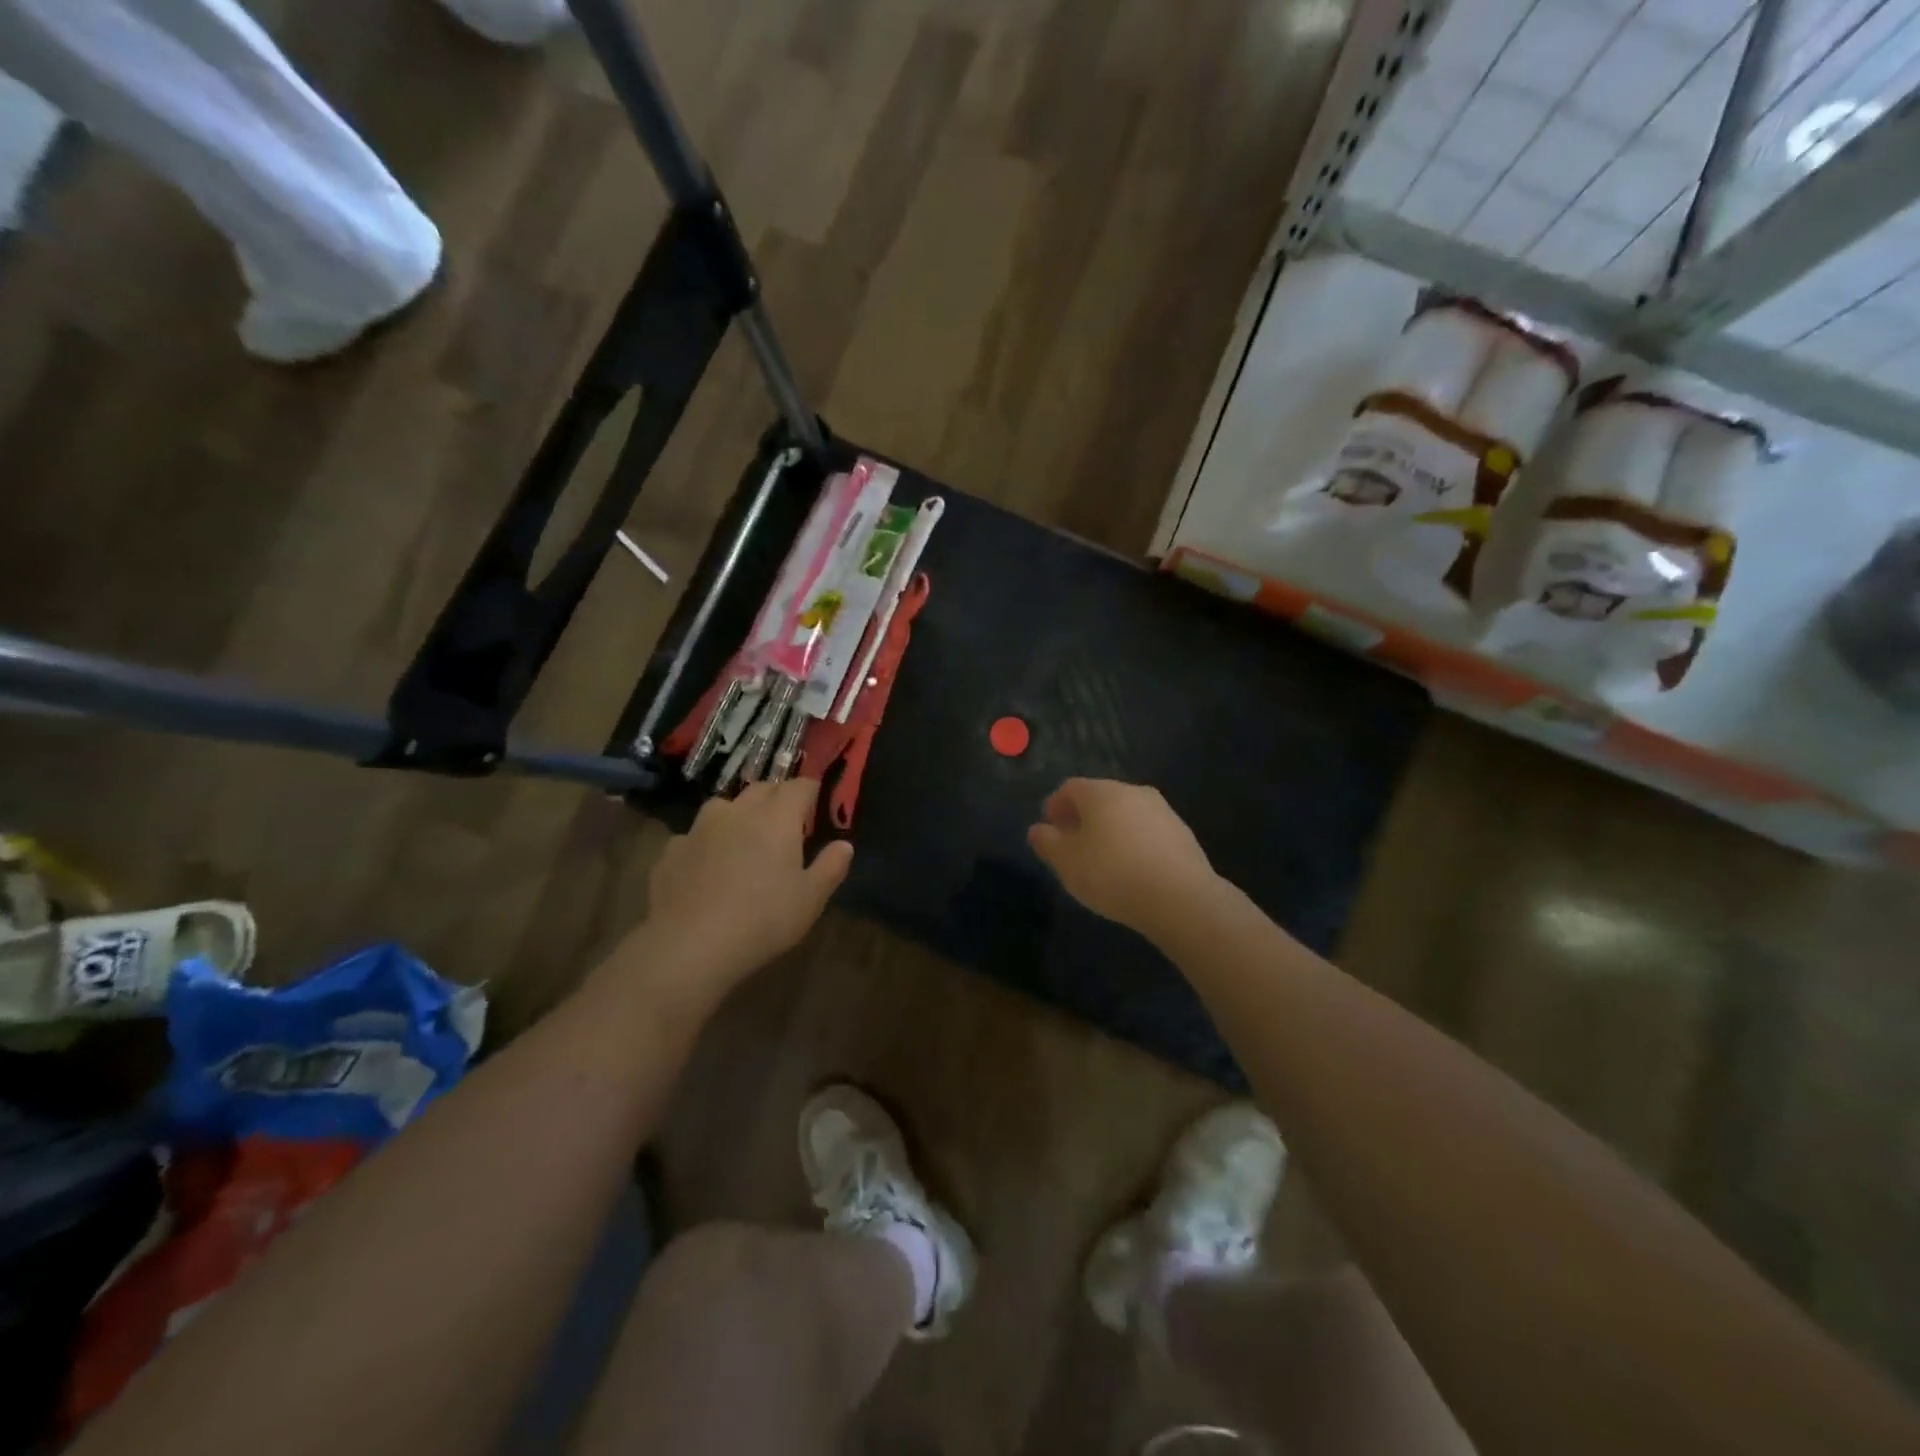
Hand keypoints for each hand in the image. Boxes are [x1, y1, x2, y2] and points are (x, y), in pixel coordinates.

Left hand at [641, 781, 852, 1011]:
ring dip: (739, 815)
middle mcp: (738, 811)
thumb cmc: (762, 919)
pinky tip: (707, 868)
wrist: (688, 945)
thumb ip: (830, 867)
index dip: (811, 791)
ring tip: (744, 839)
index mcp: (777, 817)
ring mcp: (699, 828)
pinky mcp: (671, 850)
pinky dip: (707, 843)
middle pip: (762, 789)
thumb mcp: (810, 899)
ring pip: (724, 807)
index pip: (800, 786)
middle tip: (787, 821)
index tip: (818, 803)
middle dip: (777, 798)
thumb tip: (844, 845)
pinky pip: (695, 836)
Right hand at [1028, 779, 1218, 938]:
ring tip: (1102, 859)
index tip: (1049, 828)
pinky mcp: (1183, 833)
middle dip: (1083, 817)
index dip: (1055, 805)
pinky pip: (1147, 831)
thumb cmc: (1112, 874)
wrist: (1181, 899)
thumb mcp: (1067, 862)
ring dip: (1110, 829)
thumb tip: (1038, 829)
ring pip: (1126, 813)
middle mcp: (1133, 791)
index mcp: (1101, 792)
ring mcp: (1162, 811)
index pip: (1070, 787)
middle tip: (1073, 844)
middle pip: (1100, 797)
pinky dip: (1133, 842)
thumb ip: (1047, 842)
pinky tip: (1131, 868)